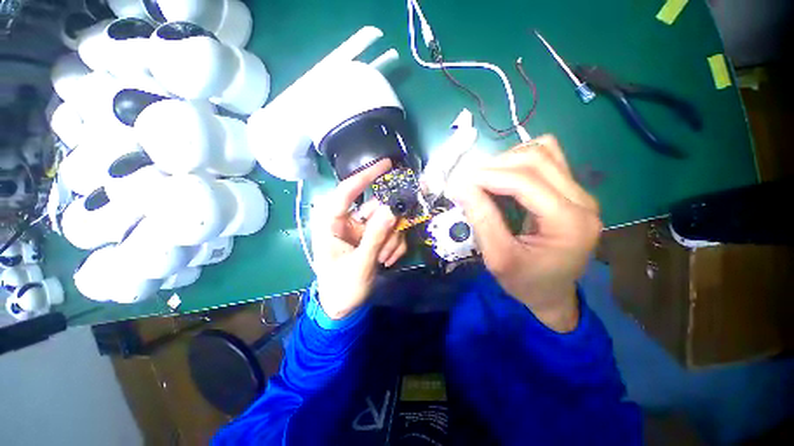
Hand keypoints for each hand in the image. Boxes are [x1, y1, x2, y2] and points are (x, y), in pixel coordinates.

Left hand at [310, 159, 407, 319]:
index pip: (346, 192)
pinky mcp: (371, 237)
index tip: (387, 164)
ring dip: (391, 239)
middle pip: (375, 208)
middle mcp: (346, 221)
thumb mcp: (360, 264)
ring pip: (386, 221)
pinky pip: (390, 232)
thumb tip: (391, 210)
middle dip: (388, 226)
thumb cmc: (341, 288)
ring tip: (385, 259)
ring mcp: (360, 229)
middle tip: (391, 242)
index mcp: (331, 224)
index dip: (366, 175)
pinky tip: (387, 260)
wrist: (342, 308)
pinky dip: (394, 245)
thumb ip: (376, 237)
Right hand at [448, 135, 601, 331]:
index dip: (488, 176)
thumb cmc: (525, 282)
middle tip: (467, 180)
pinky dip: (520, 162)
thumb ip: (482, 220)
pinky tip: (504, 176)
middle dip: (495, 165)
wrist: (551, 294)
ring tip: (483, 177)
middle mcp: (582, 201)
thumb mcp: (498, 258)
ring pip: (543, 152)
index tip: (459, 181)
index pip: (525, 181)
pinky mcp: (571, 192)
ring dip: (507, 160)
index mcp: (569, 222)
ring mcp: (580, 193)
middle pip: (536, 159)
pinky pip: (547, 160)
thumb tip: (462, 187)